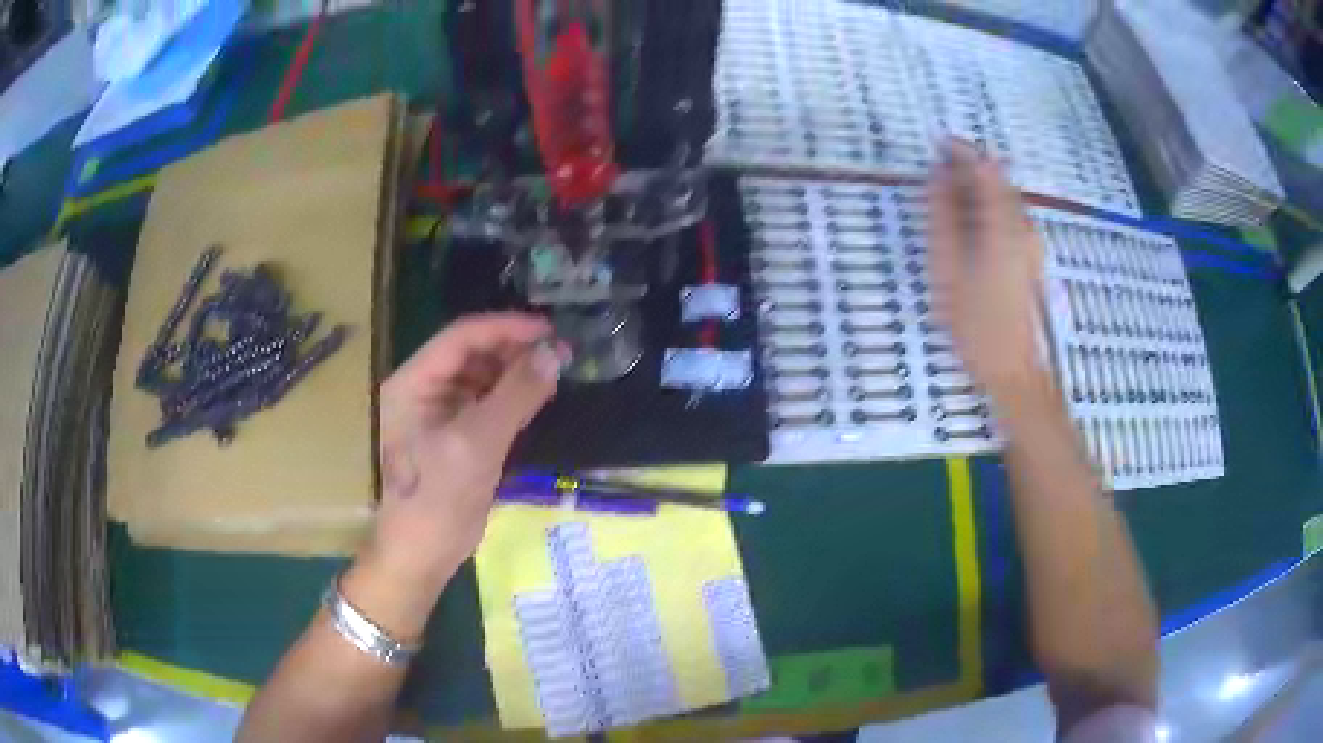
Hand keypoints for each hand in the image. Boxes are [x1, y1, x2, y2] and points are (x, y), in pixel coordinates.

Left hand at [343, 313, 563, 637]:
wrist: (421, 556)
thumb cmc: (437, 499)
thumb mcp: (477, 444)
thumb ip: (515, 395)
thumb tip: (555, 354)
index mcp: (412, 382)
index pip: (460, 337)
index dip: (505, 328)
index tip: (549, 330)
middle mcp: (422, 389)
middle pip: (471, 353)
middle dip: (514, 349)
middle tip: (560, 353)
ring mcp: (437, 413)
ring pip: (481, 377)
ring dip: (516, 372)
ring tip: (555, 372)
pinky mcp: (454, 435)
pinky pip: (485, 403)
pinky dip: (511, 397)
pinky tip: (537, 396)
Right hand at [928, 140, 1046, 401]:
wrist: (1012, 368)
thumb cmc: (975, 322)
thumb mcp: (947, 267)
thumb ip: (943, 215)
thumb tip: (938, 176)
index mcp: (1003, 225)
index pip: (986, 167)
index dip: (961, 150)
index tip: (937, 145)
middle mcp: (1024, 226)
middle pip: (998, 179)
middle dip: (968, 170)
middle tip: (936, 176)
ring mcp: (1032, 242)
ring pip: (1005, 198)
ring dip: (978, 191)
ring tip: (947, 204)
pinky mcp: (1032, 256)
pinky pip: (1009, 217)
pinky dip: (988, 210)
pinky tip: (969, 229)